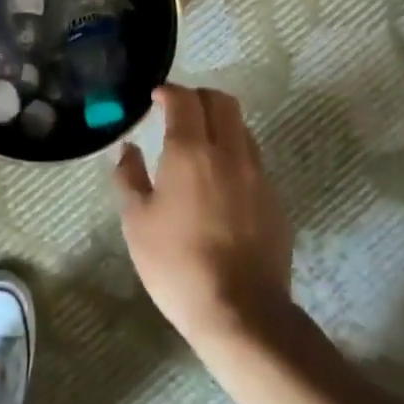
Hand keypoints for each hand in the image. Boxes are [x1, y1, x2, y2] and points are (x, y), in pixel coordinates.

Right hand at [115, 85, 292, 348]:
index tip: (156, 98)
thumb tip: (129, 150)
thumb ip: (129, 178)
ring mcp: (257, 175)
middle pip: (222, 102)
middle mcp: (229, 152)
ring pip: (242, 128)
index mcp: (191, 151)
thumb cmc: (177, 264)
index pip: (185, 99)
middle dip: (199, 97)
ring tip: (201, 145)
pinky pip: (254, 161)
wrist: (241, 312)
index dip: (169, 92)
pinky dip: (235, 155)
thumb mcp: (136, 223)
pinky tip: (220, 183)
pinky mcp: (274, 200)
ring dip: (221, 124)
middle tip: (179, 111)